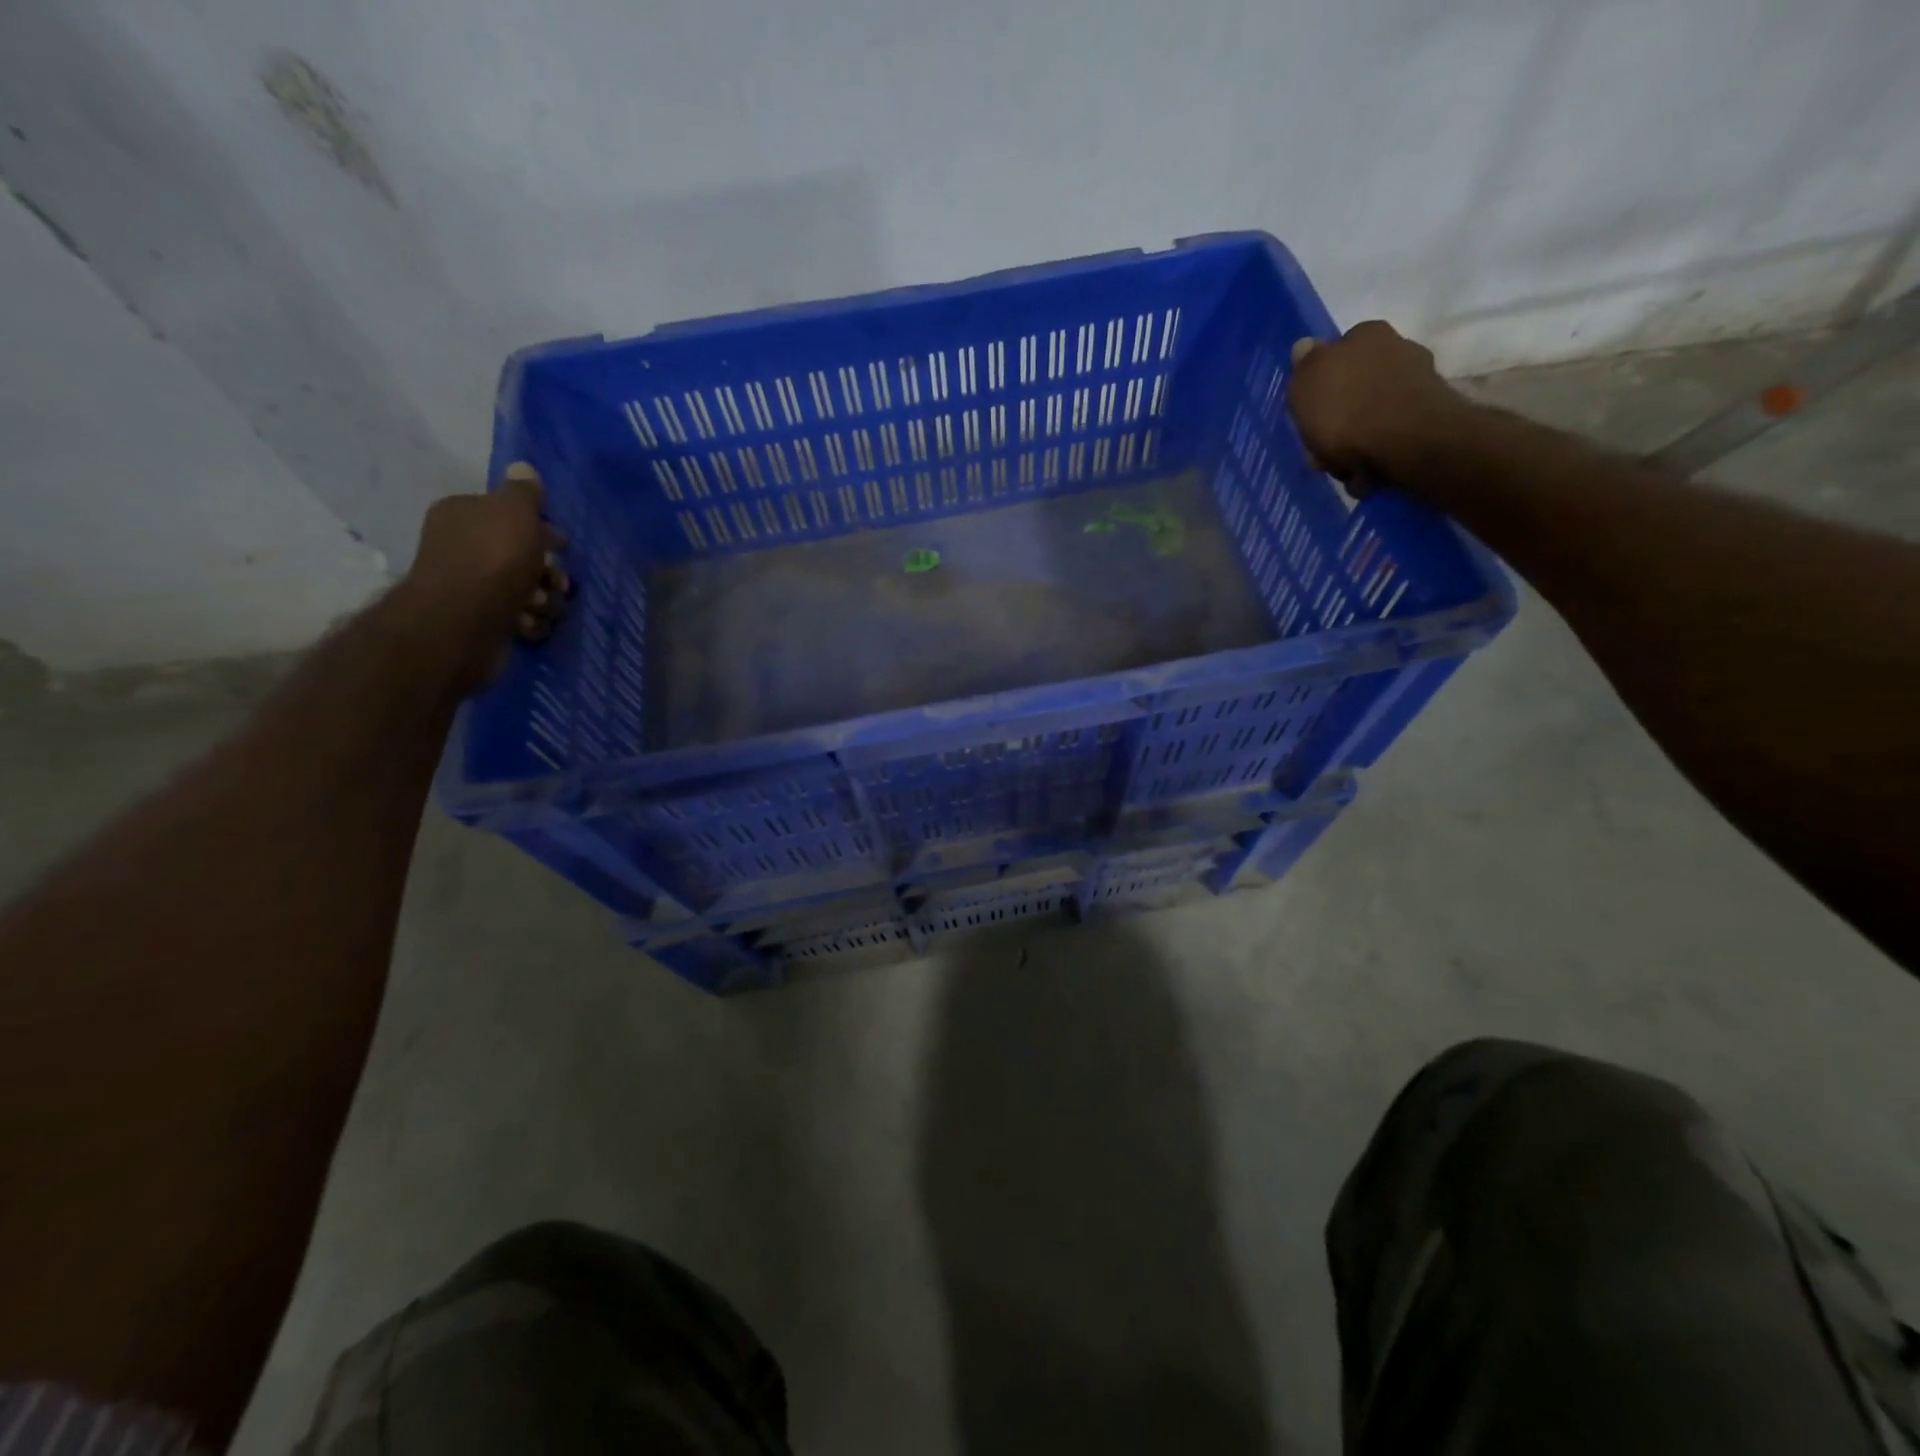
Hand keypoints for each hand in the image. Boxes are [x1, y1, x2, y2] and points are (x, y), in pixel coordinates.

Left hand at [396, 462, 568, 690]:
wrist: (464, 619)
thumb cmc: (494, 558)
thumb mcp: (515, 512)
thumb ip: (524, 492)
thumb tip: (523, 468)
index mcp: (465, 515)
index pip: (510, 515)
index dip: (541, 529)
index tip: (561, 545)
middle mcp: (464, 547)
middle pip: (523, 555)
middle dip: (548, 571)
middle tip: (557, 582)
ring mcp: (472, 586)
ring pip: (526, 590)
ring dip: (544, 599)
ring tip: (541, 605)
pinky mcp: (482, 621)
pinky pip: (519, 618)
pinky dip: (529, 621)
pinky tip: (528, 623)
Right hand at [1288, 322, 1466, 491]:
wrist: (1407, 442)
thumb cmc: (1346, 409)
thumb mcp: (1307, 383)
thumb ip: (1304, 364)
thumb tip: (1304, 346)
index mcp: (1365, 335)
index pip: (1337, 353)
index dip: (1320, 385)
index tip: (1310, 412)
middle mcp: (1397, 349)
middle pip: (1355, 389)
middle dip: (1338, 419)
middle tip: (1323, 449)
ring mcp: (1417, 383)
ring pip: (1372, 416)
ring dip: (1355, 443)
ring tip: (1344, 468)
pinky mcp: (1429, 417)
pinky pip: (1391, 438)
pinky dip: (1376, 456)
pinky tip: (1366, 474)